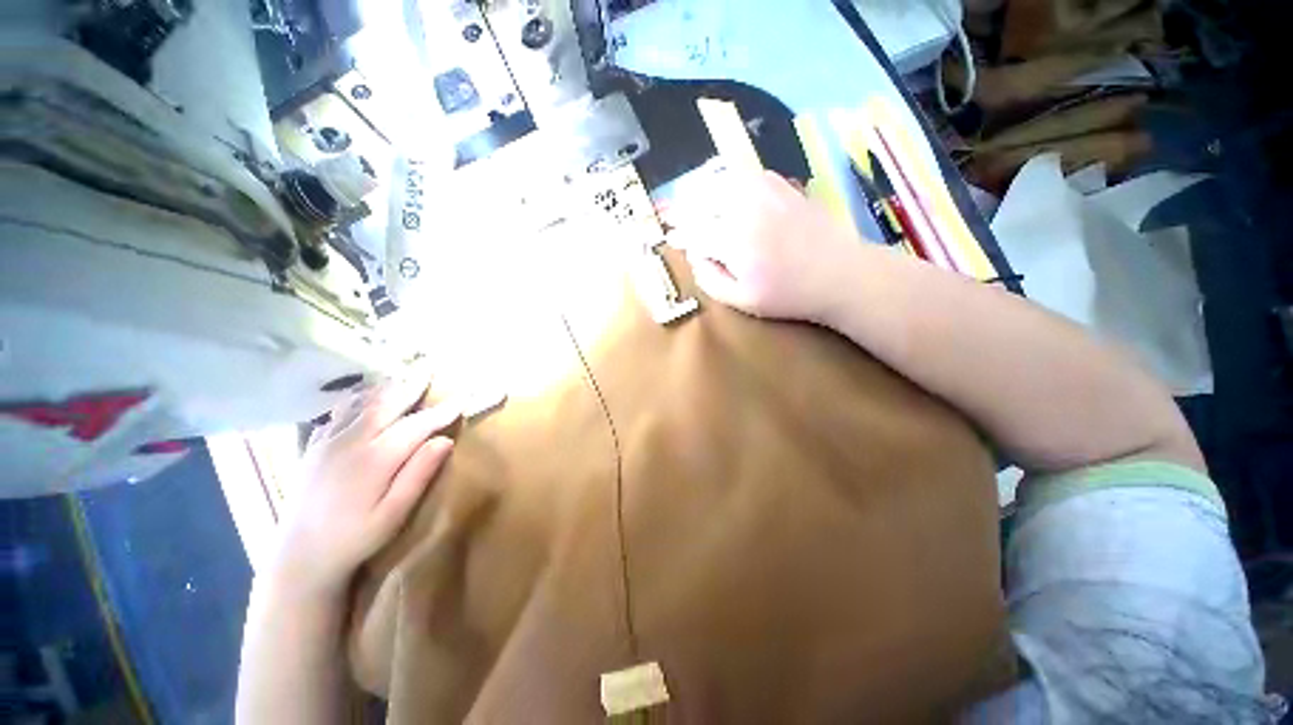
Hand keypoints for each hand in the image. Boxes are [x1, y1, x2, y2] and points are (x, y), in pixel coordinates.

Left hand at [269, 376, 460, 599]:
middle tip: (430, 367)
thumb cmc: (355, 538)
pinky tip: (365, 396)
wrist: (299, 555)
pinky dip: (357, 398)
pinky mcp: (314, 446)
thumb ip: (418, 474)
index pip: (417, 425)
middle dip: (412, 385)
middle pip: (387, 404)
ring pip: (362, 403)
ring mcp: (328, 441)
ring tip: (403, 375)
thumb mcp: (394, 514)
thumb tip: (444, 441)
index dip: (442, 411)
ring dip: (386, 387)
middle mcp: (351, 442)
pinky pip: (338, 412)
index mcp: (374, 460)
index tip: (463, 398)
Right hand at [671, 170, 866, 323]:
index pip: (694, 231)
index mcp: (733, 241)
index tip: (670, 237)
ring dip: (702, 189)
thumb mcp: (743, 301)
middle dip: (684, 209)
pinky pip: (746, 174)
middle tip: (674, 217)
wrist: (839, 274)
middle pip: (702, 199)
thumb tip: (695, 258)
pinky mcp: (782, 187)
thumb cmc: (789, 295)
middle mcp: (745, 209)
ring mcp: (765, 193)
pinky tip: (725, 189)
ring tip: (693, 198)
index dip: (679, 235)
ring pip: (722, 180)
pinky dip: (728, 179)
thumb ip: (712, 281)